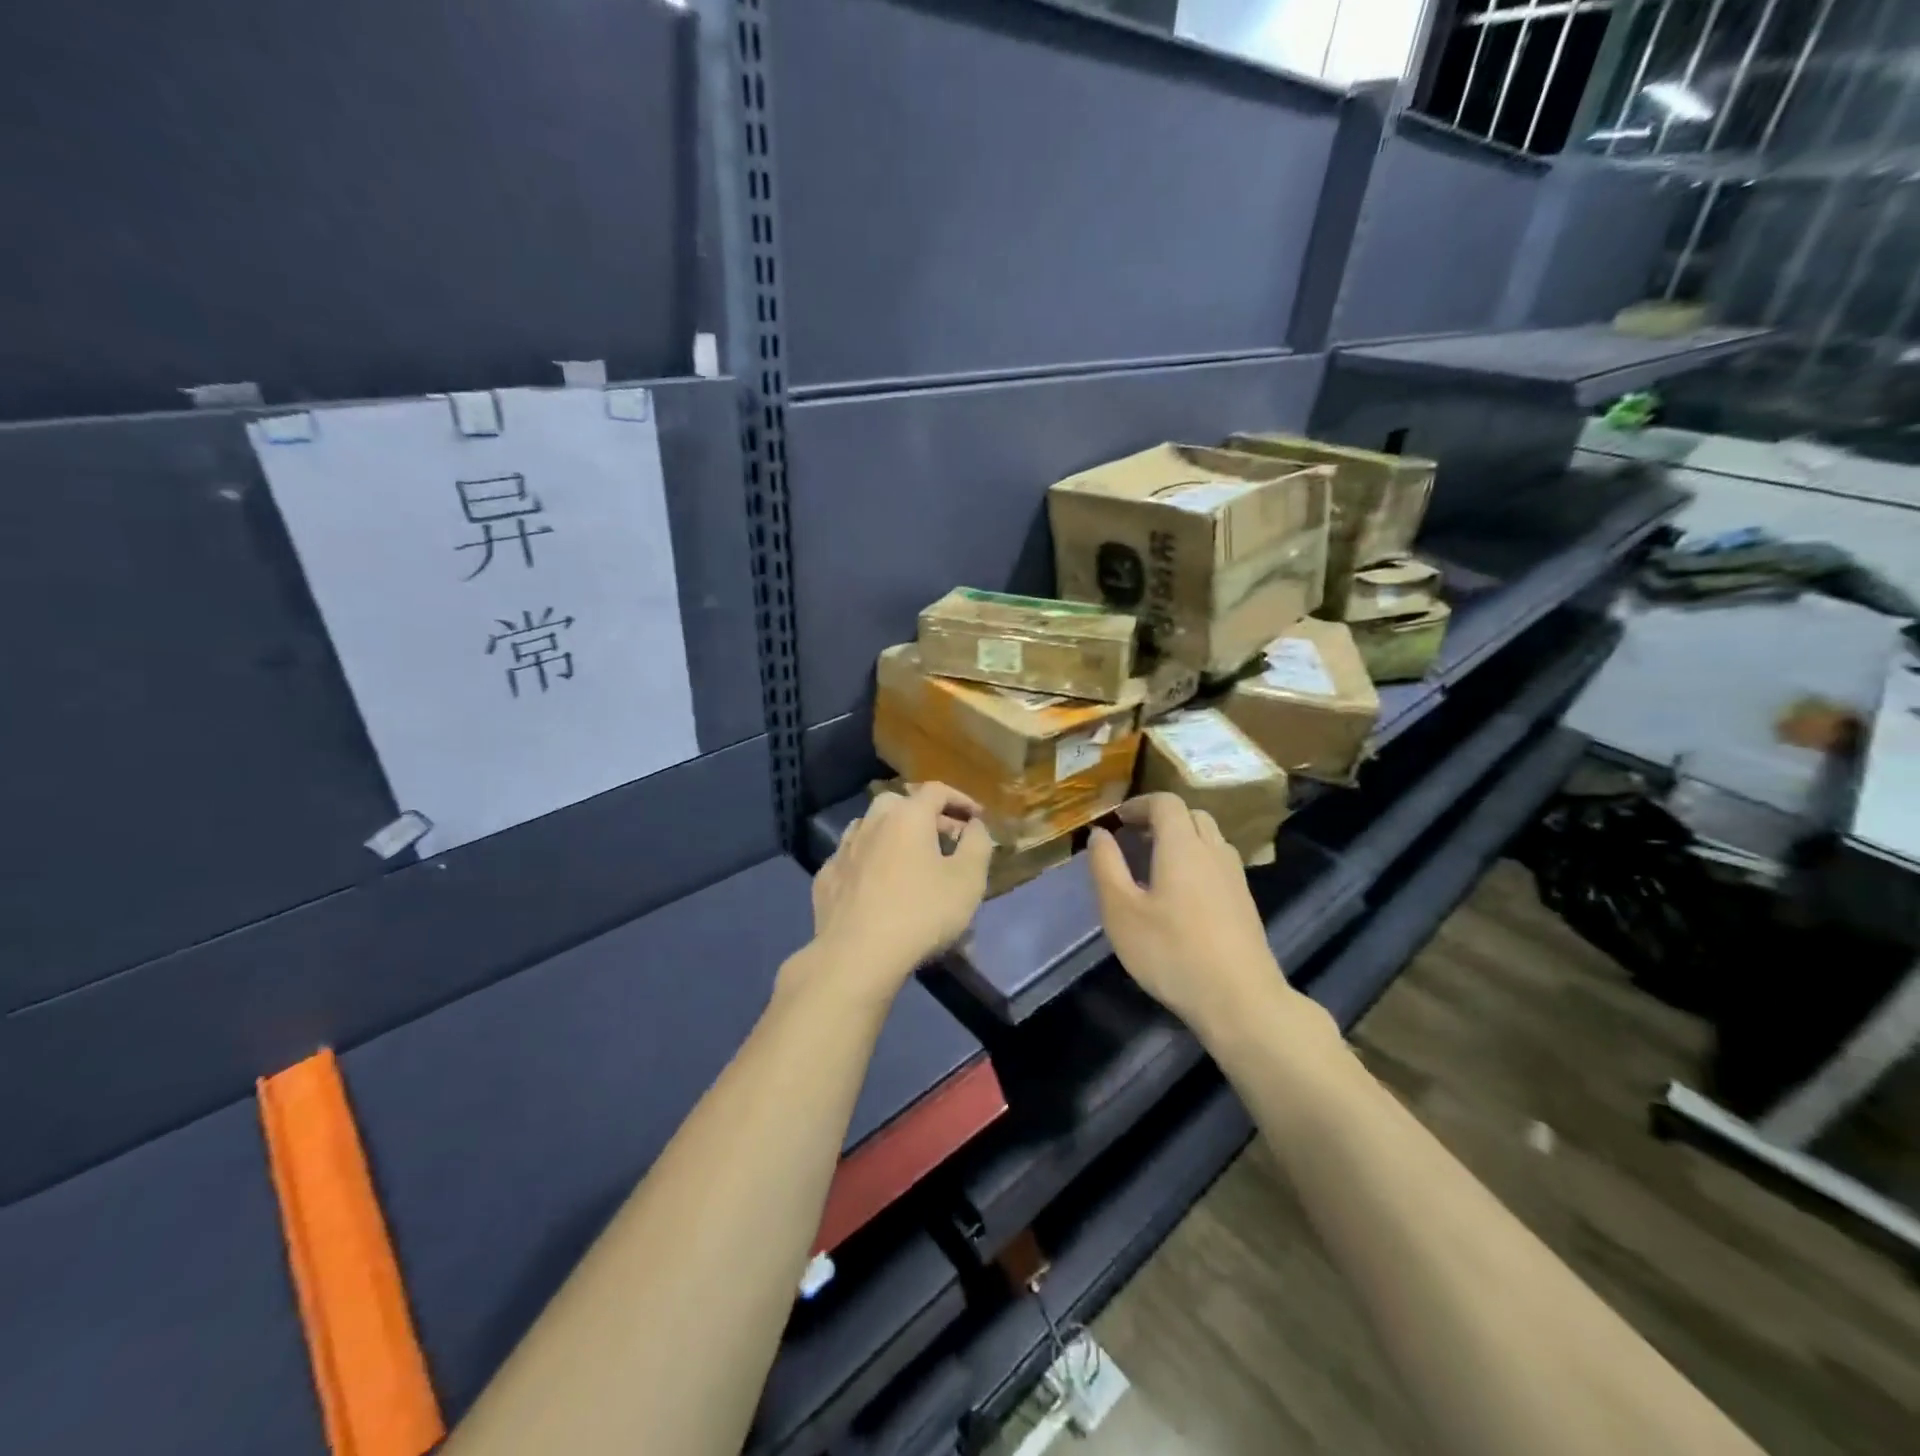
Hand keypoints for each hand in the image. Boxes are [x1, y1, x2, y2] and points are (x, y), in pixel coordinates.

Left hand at [804, 782, 993, 999]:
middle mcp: (872, 822)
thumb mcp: (968, 880)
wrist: (857, 955)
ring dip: (893, 835)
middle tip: (945, 839)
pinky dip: (869, 861)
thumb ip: (977, 844)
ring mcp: (843, 849)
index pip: (936, 790)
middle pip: (900, 803)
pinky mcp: (826, 878)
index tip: (977, 818)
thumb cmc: (921, 913)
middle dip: (925, 815)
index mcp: (907, 816)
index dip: (961, 800)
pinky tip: (876, 883)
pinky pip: (853, 858)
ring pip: (871, 827)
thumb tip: (974, 825)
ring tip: (910, 859)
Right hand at [1088, 794, 1298, 1038]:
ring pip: (1209, 838)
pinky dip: (1198, 861)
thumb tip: (1099, 833)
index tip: (1117, 821)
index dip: (1139, 804)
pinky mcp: (1246, 902)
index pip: (1166, 802)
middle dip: (1161, 819)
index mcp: (1182, 845)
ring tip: (1156, 865)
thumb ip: (1106, 866)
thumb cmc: (1171, 952)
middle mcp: (1213, 851)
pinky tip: (1182, 895)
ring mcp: (1235, 876)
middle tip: (1134, 840)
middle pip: (1191, 815)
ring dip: (1182, 839)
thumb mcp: (1121, 911)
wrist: (1240, 1000)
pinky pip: (1219, 862)